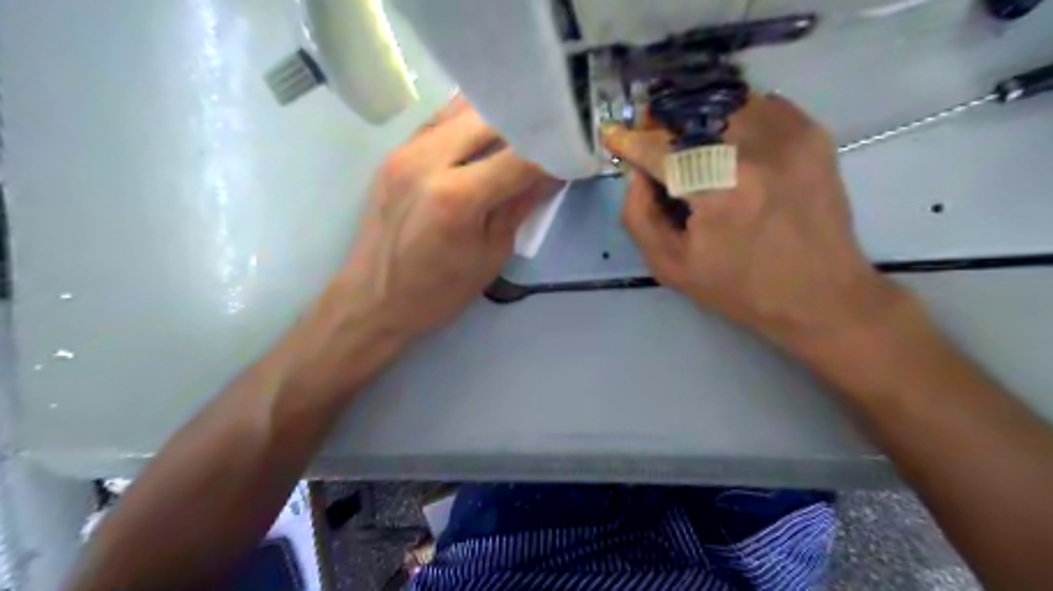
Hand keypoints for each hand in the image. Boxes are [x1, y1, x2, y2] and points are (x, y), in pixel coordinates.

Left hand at [332, 100, 561, 343]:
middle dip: (525, 128)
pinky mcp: (394, 153)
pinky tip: (482, 141)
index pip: (519, 157)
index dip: (552, 153)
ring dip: (495, 121)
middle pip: (490, 118)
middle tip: (546, 144)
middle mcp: (428, 160)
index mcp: (458, 197)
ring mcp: (406, 151)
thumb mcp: (492, 255)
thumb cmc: (438, 291)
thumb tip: (551, 174)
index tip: (570, 155)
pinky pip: (439, 122)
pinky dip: (467, 125)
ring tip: (517, 139)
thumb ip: (521, 207)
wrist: (373, 299)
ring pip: (462, 110)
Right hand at [605, 93, 909, 349]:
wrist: (820, 294)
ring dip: (700, 122)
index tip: (616, 136)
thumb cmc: (740, 288)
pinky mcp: (813, 134)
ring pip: (726, 105)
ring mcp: (790, 136)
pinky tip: (733, 148)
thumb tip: (636, 172)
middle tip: (655, 143)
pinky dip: (737, 119)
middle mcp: (755, 152)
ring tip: (694, 146)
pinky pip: (761, 106)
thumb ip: (640, 216)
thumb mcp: (671, 267)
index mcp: (718, 191)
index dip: (634, 142)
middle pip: (692, 117)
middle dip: (664, 126)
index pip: (661, 150)